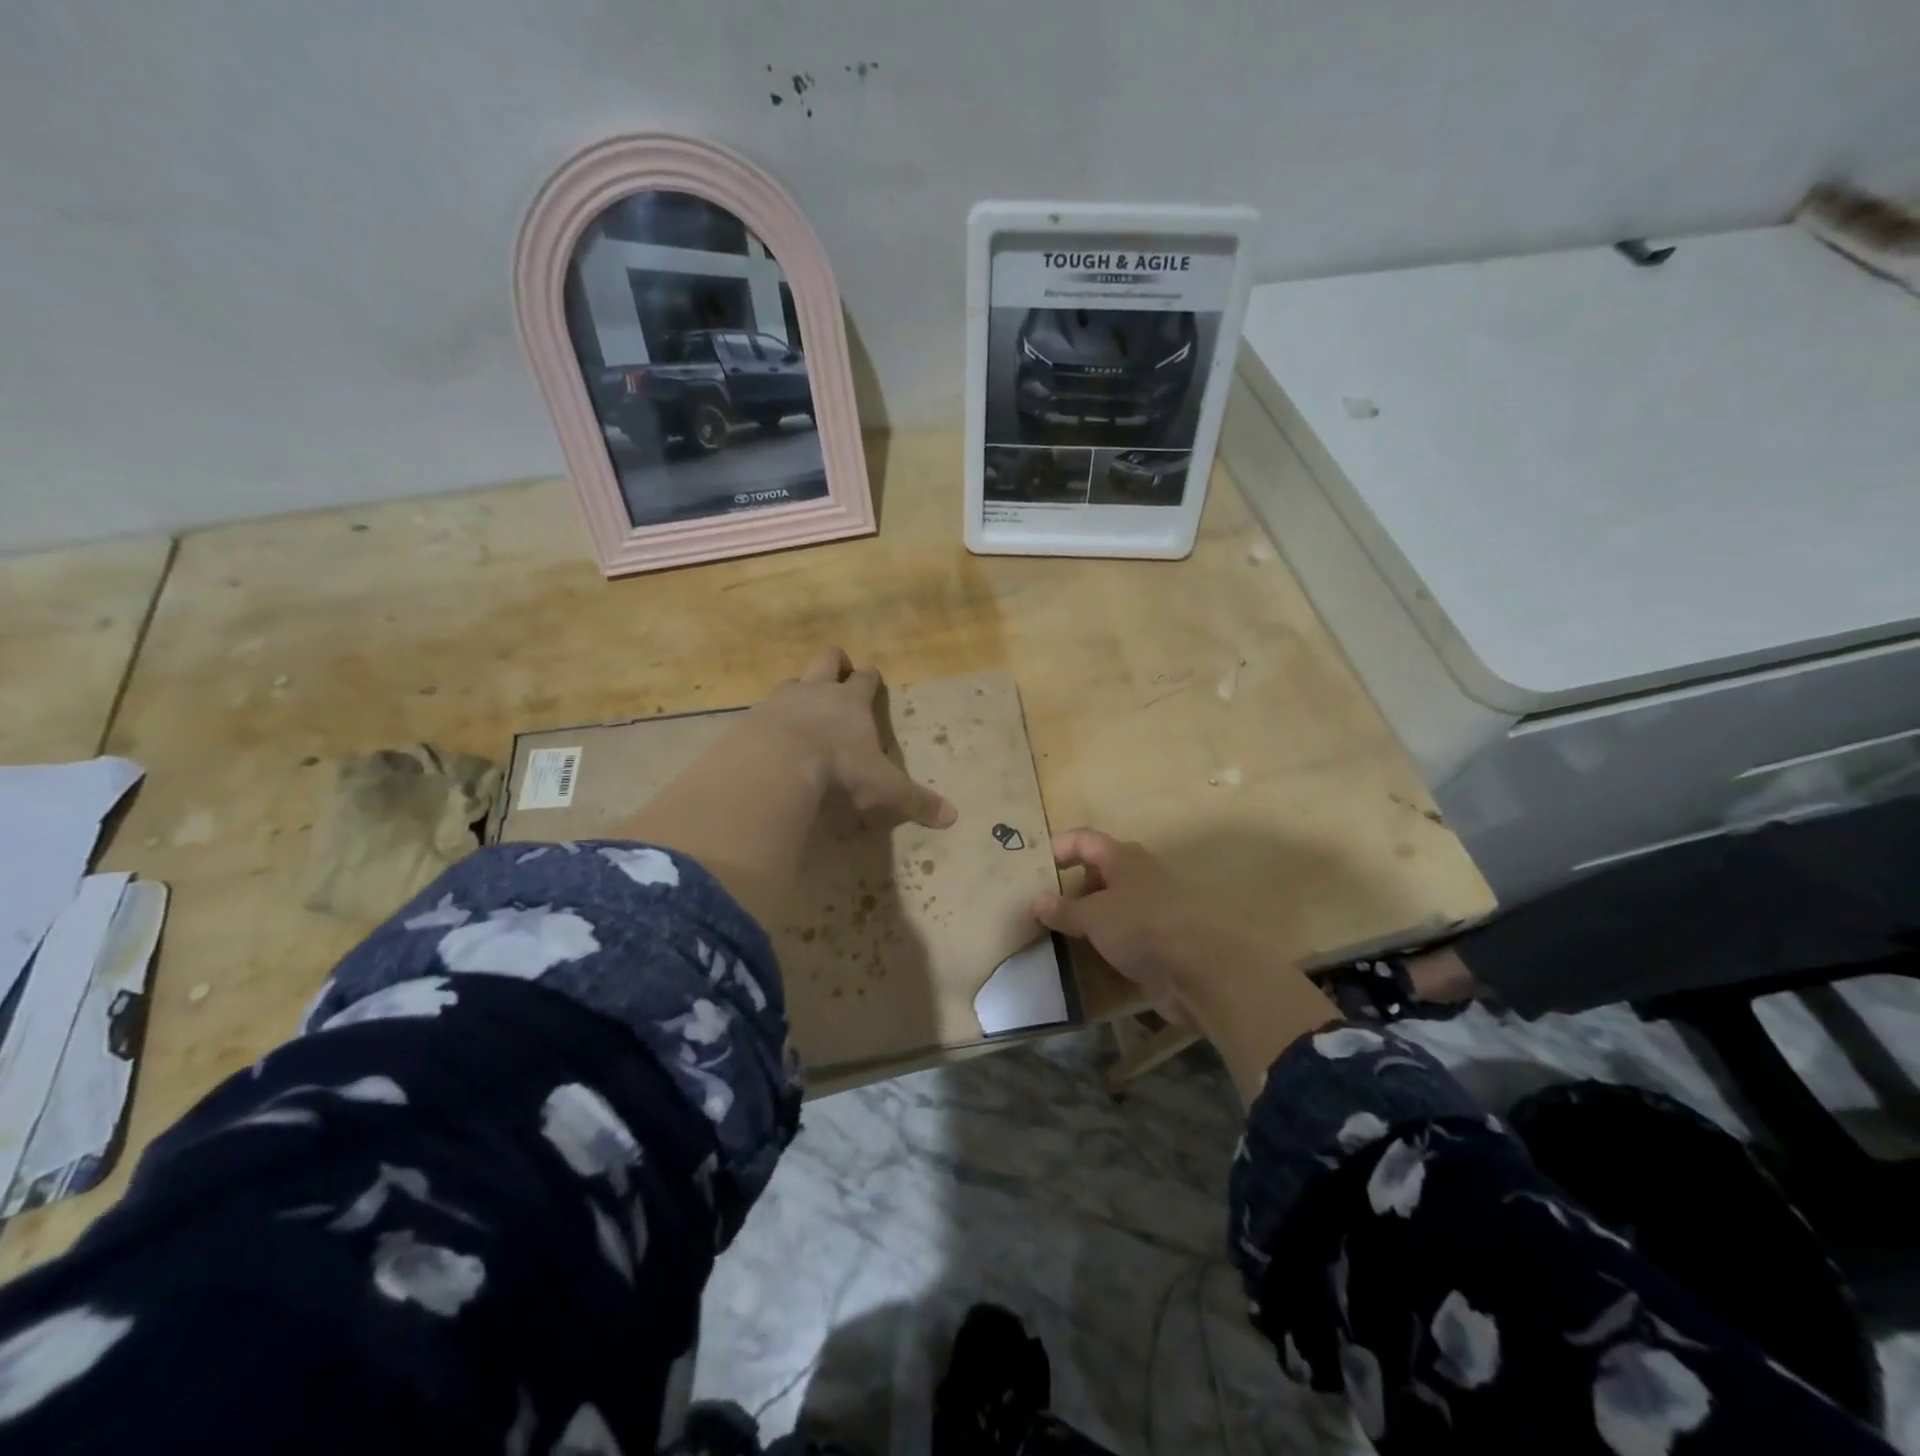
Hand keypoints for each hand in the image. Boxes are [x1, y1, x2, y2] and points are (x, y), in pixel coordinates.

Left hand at [744, 648, 956, 829]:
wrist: (774, 765)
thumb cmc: (839, 769)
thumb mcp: (884, 788)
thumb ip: (915, 800)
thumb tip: (952, 817)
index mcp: (852, 701)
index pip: (866, 678)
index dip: (870, 678)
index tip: (872, 679)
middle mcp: (816, 691)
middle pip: (827, 659)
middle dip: (835, 664)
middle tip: (839, 676)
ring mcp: (780, 700)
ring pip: (792, 680)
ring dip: (799, 690)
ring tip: (802, 711)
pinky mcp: (750, 718)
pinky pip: (762, 709)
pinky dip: (770, 719)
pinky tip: (770, 740)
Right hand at [1033, 828, 1337, 1104]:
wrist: (1199, 971)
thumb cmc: (1142, 927)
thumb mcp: (1094, 916)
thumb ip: (1065, 909)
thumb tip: (1037, 901)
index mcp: (1123, 858)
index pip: (1085, 840)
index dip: (1059, 848)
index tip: (1035, 869)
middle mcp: (1138, 877)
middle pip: (1099, 870)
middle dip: (1071, 885)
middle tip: (1043, 904)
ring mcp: (1151, 909)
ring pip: (1111, 903)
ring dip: (1087, 915)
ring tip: (1057, 932)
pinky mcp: (1158, 940)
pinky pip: (1123, 933)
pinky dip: (1104, 940)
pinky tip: (1086, 954)